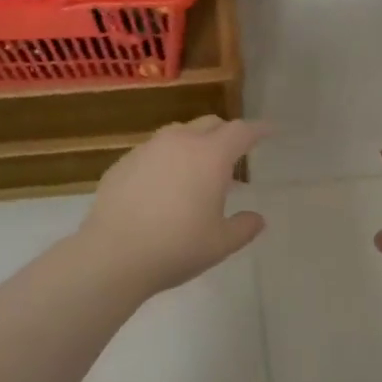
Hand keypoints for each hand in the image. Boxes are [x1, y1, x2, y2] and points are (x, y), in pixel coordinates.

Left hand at [78, 117, 269, 298]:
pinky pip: (153, 153)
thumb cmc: (176, 248)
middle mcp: (179, 142)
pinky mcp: (122, 163)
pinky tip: (163, 189)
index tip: (270, 131)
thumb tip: (257, 218)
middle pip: (210, 124)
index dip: (259, 130)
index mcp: (210, 156)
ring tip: (197, 174)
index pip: (241, 131)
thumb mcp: (220, 244)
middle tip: (233, 158)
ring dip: (195, 146)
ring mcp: (147, 150)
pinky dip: (167, 161)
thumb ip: (244, 227)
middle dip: (226, 135)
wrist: (112, 256)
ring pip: (178, 134)